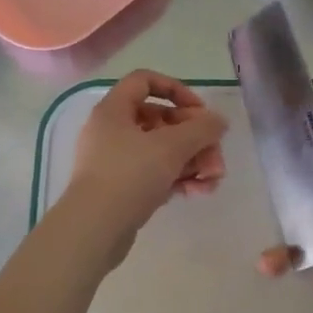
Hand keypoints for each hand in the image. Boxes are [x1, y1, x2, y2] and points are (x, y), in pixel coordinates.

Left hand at [65, 70, 226, 247]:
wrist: (93, 231)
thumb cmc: (129, 176)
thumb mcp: (172, 147)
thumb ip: (201, 129)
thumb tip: (219, 120)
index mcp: (114, 110)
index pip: (145, 81)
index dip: (176, 90)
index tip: (199, 112)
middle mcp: (112, 131)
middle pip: (161, 120)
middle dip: (195, 137)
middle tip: (216, 155)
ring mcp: (115, 162)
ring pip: (161, 150)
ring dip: (192, 160)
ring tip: (213, 179)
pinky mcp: (121, 189)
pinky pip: (154, 174)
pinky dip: (177, 178)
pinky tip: (198, 192)